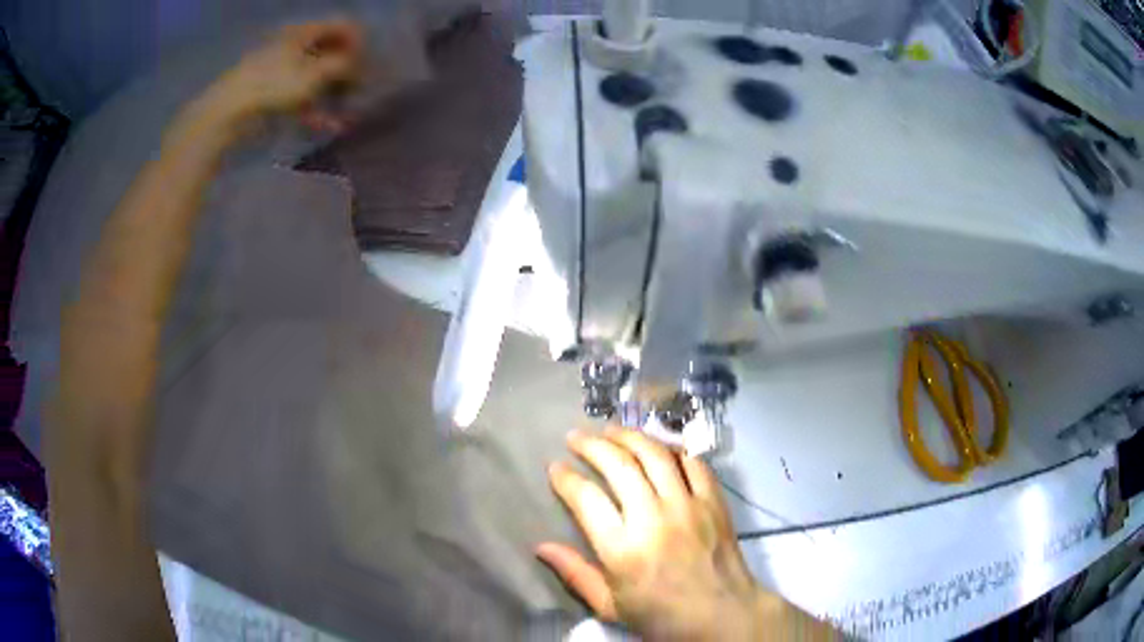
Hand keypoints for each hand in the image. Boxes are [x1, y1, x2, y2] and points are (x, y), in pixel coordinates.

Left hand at [202, 19, 364, 131]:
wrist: (228, 113)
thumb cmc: (273, 86)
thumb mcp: (315, 73)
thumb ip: (343, 66)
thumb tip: (359, 66)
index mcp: (305, 32)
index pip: (343, 26)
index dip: (360, 43)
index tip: (367, 64)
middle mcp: (295, 45)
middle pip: (330, 51)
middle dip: (347, 70)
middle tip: (358, 88)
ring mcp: (282, 70)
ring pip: (316, 77)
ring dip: (333, 93)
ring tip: (346, 111)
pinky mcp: (272, 93)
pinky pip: (300, 97)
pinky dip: (315, 109)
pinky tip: (328, 125)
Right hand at [537, 429, 766, 639]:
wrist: (722, 614)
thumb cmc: (661, 615)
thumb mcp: (610, 606)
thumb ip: (575, 574)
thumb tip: (540, 547)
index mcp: (622, 549)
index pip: (586, 498)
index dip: (565, 478)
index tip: (555, 468)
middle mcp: (653, 518)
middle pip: (618, 465)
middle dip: (591, 445)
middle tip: (575, 437)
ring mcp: (687, 505)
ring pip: (655, 455)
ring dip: (629, 436)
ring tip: (610, 430)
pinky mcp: (713, 501)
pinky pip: (693, 463)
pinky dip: (674, 449)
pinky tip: (659, 446)